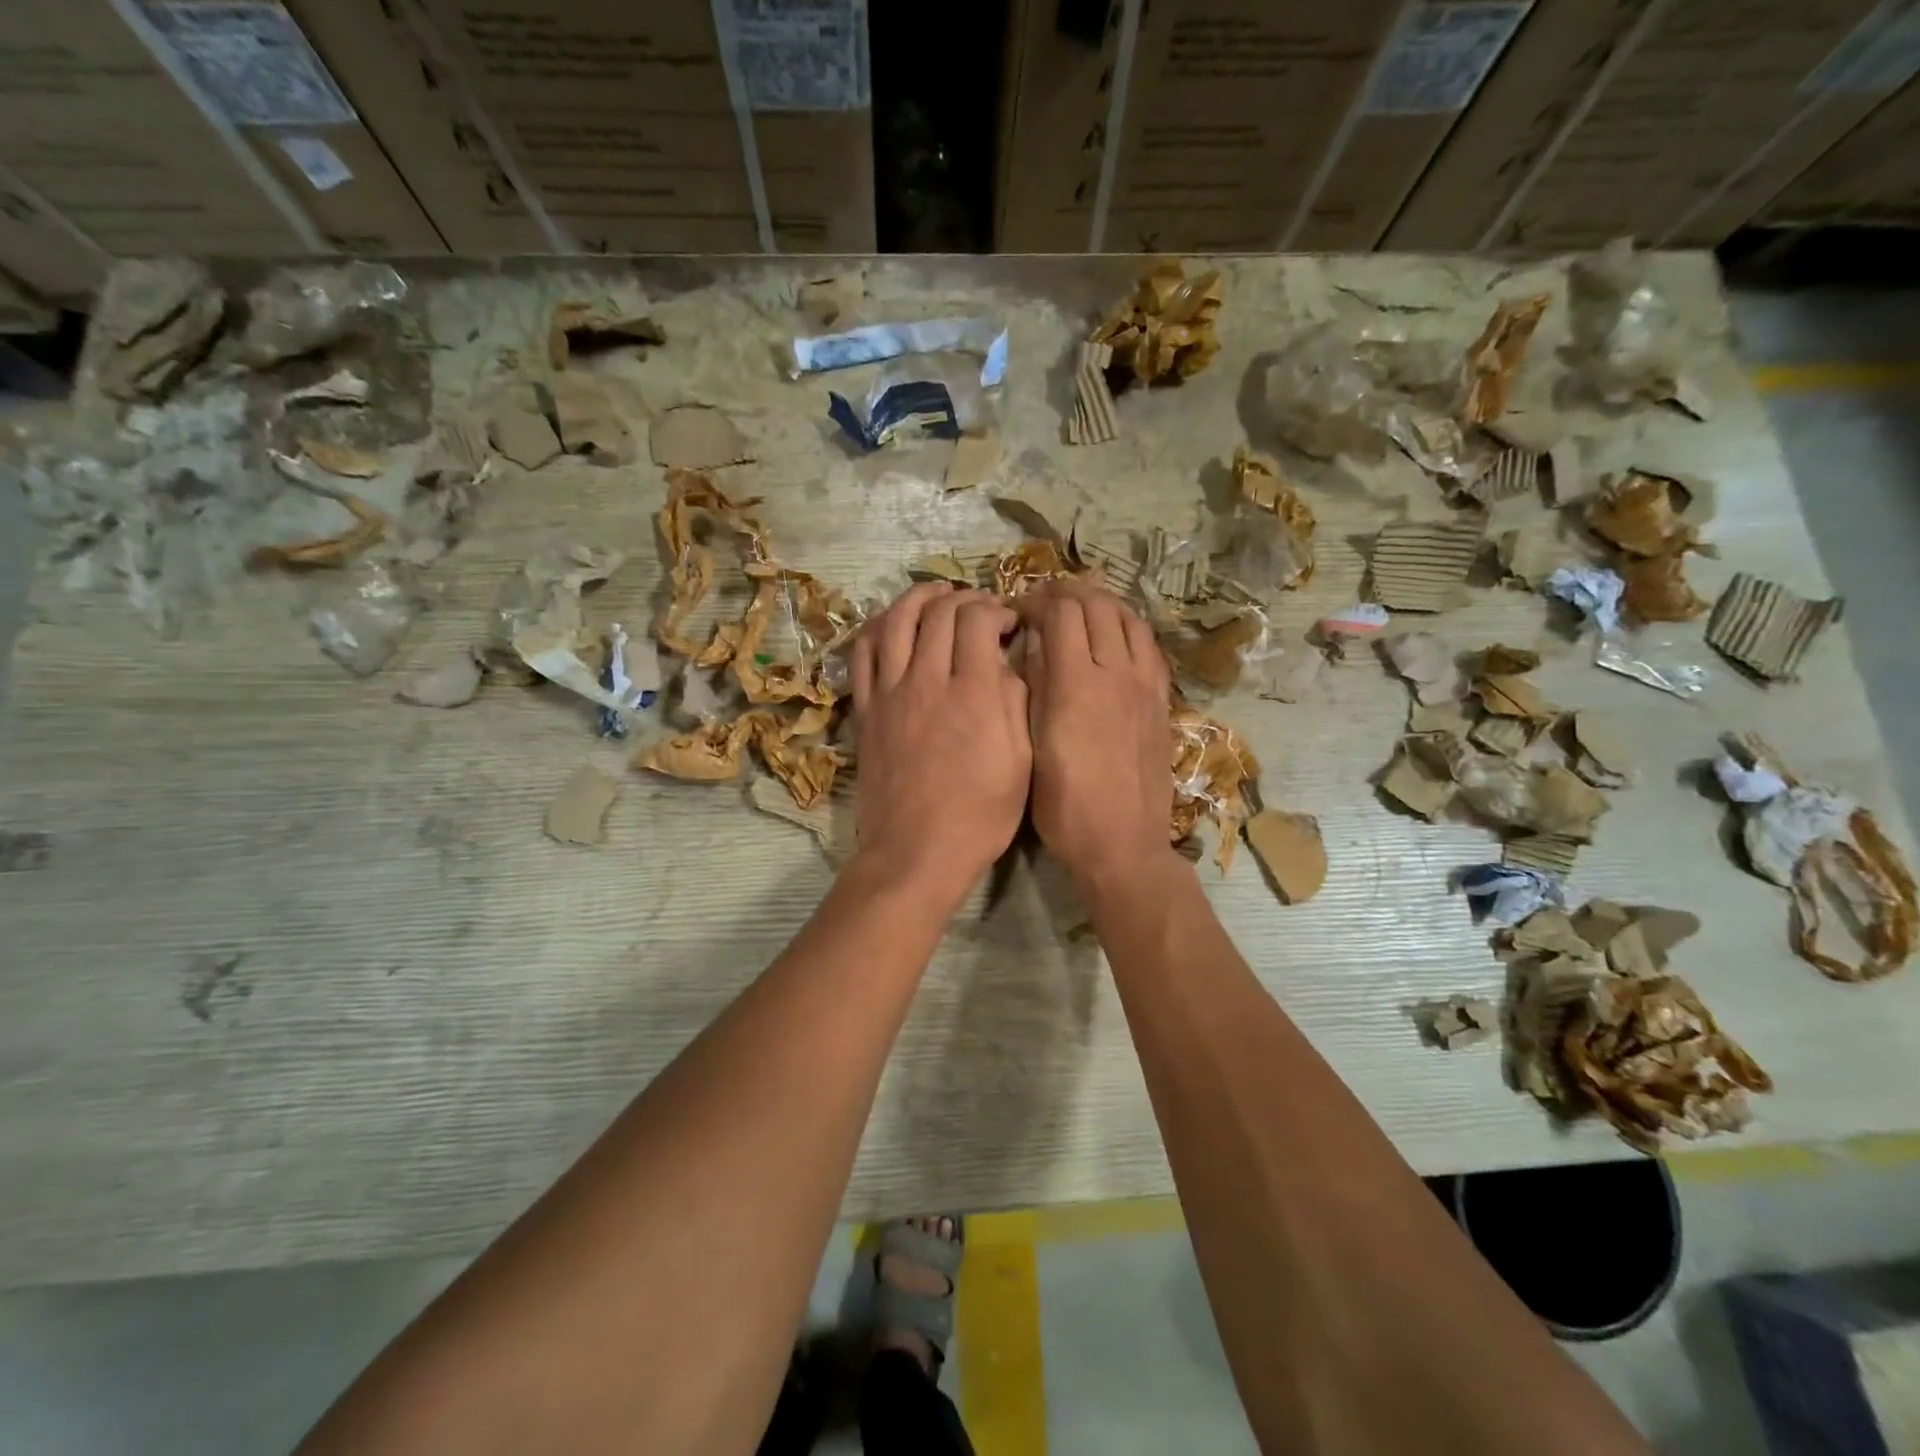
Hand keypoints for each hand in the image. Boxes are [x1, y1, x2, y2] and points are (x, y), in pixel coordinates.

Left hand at [849, 583, 1030, 905]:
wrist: (915, 852)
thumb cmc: (980, 815)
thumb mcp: (1021, 762)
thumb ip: (1014, 702)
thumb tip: (1002, 662)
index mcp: (974, 693)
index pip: (978, 619)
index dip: (996, 609)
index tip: (1008, 623)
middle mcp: (928, 680)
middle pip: (940, 612)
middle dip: (964, 599)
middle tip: (979, 611)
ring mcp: (890, 692)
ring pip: (897, 621)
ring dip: (918, 598)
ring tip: (936, 593)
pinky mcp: (866, 709)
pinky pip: (864, 653)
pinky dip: (878, 627)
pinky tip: (892, 623)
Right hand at [1019, 580, 1173, 890]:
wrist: (1123, 845)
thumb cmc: (1064, 807)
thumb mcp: (1031, 749)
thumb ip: (1033, 690)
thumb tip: (1033, 645)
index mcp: (1075, 685)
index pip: (1060, 614)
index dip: (1036, 603)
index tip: (1017, 613)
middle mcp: (1114, 674)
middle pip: (1096, 606)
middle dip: (1066, 594)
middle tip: (1044, 603)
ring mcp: (1144, 686)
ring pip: (1128, 619)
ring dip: (1101, 603)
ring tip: (1079, 608)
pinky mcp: (1160, 702)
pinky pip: (1149, 647)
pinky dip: (1128, 627)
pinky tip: (1114, 636)